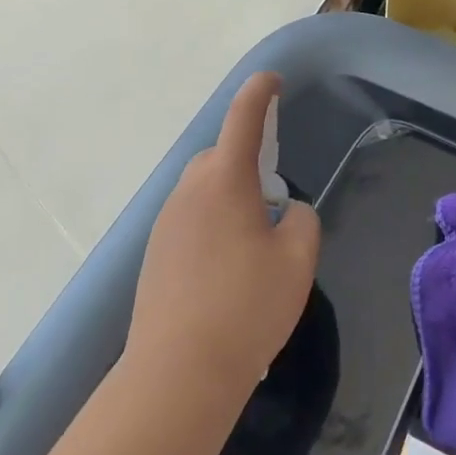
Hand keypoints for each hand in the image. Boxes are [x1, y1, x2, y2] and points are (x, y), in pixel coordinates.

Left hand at [128, 73, 321, 397]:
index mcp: (225, 179)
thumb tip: (284, 213)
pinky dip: (212, 227)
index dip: (260, 92)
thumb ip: (301, 220)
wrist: (176, 374)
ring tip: (253, 246)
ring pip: (204, 191)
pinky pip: (190, 221)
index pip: (244, 117)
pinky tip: (226, 273)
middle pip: (221, 157)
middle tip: (273, 202)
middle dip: (247, 162)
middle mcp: (189, 191)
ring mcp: (166, 223)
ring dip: (229, 198)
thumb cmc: (246, 307)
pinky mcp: (154, 255)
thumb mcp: (297, 260)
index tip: (272, 80)